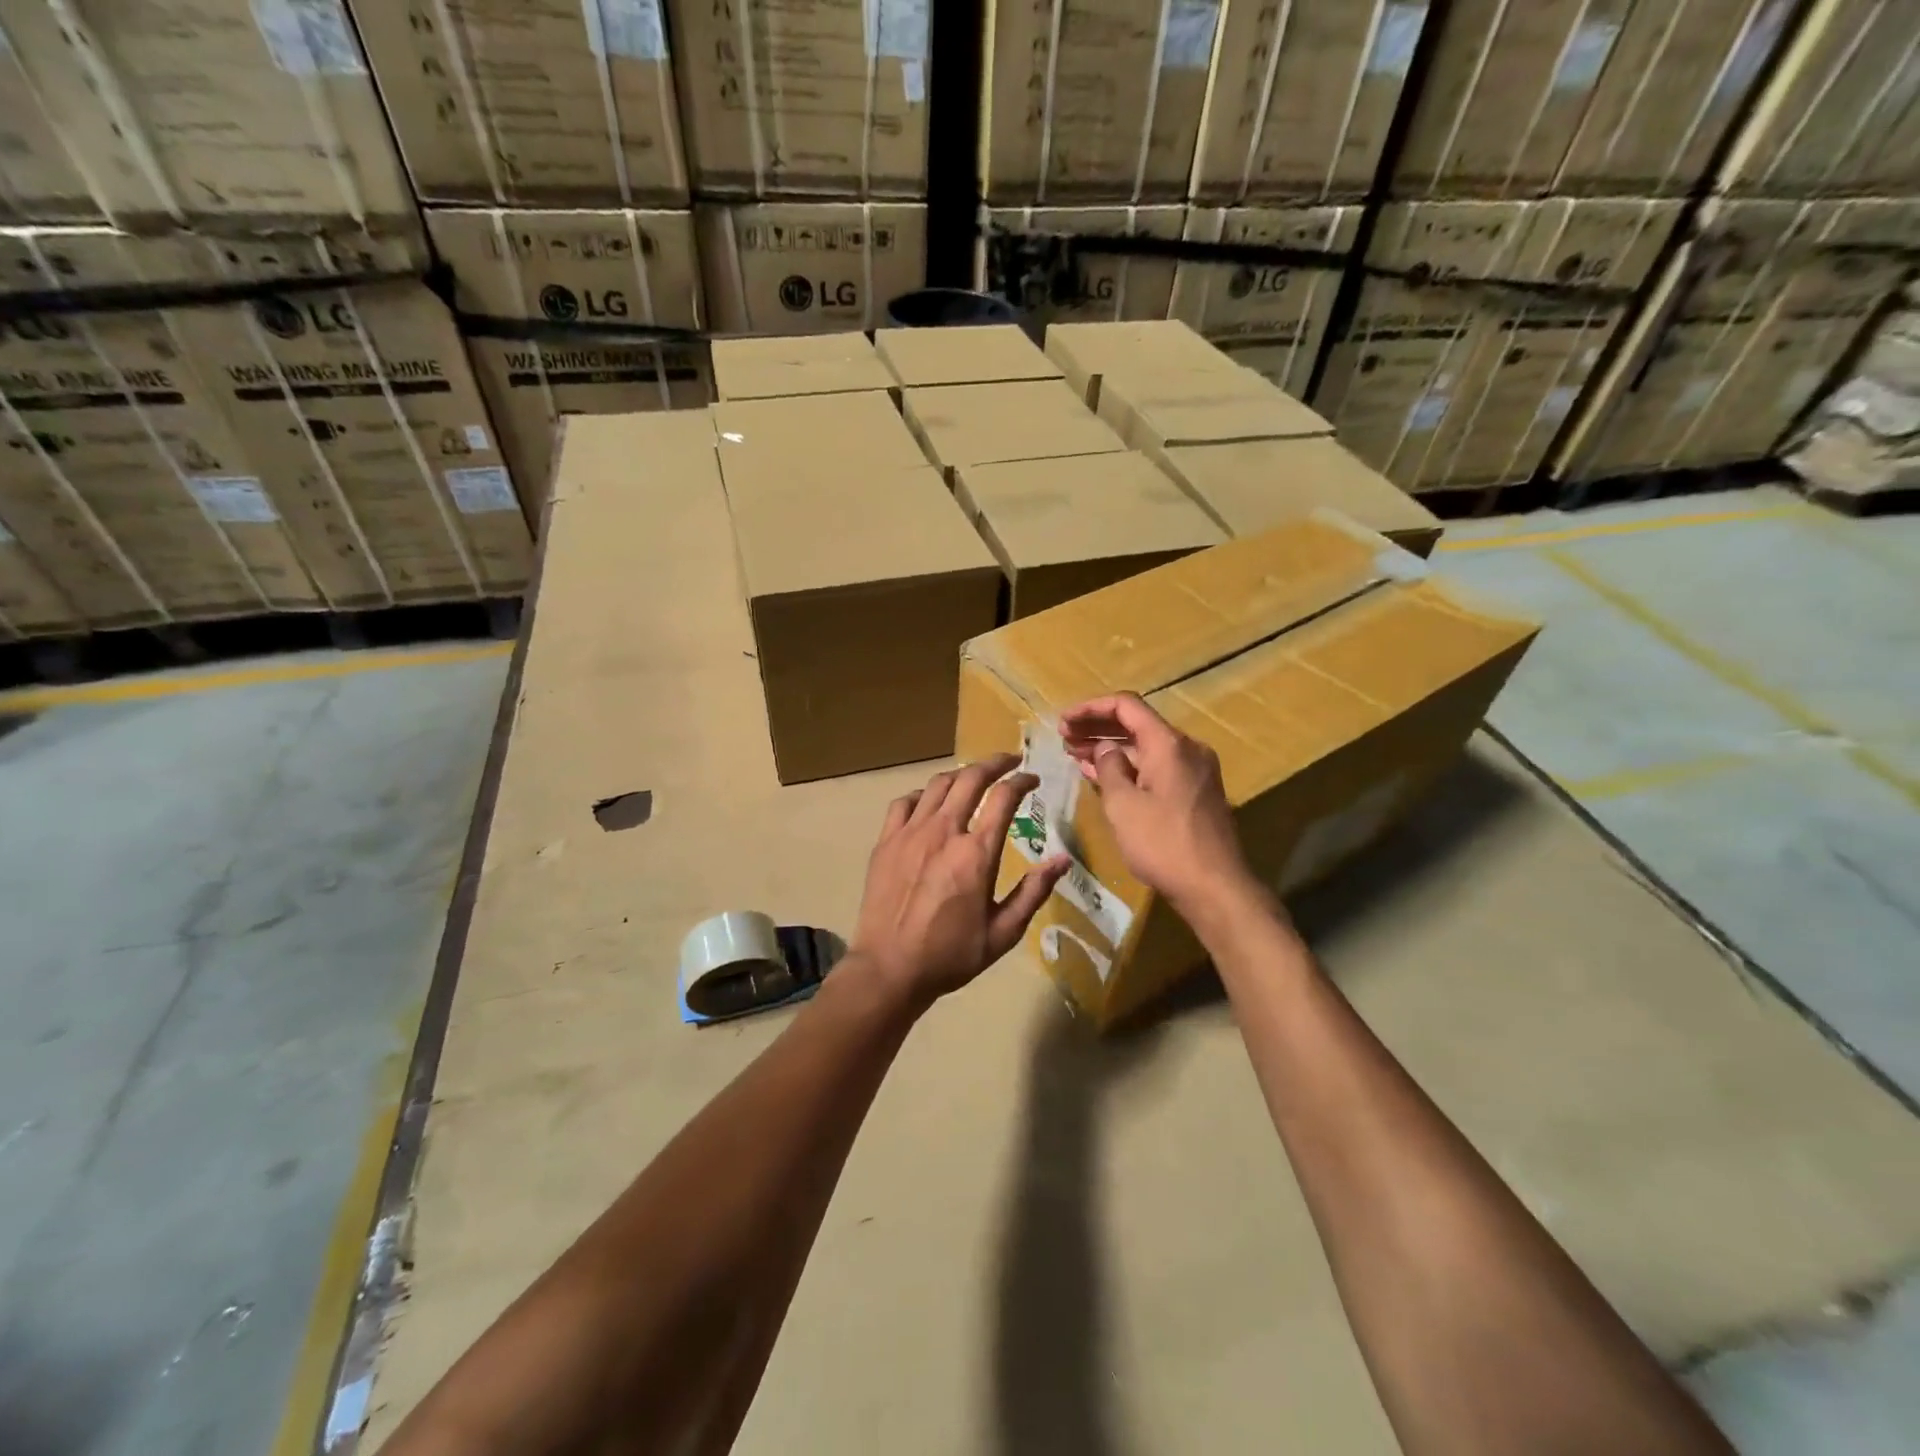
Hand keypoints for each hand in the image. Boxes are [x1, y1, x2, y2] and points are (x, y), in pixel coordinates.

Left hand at [851, 754, 1069, 1009]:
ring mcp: (910, 833)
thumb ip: (1033, 892)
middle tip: (1009, 762)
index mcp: (976, 854)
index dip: (1022, 781)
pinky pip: (904, 802)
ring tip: (974, 778)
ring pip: (938, 785)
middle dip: (994, 763)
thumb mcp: (1003, 933)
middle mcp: (943, 832)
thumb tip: (1063, 859)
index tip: (1032, 779)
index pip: (1004, 798)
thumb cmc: (951, 955)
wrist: (889, 968)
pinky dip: (923, 794)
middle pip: (970, 778)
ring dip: (961, 775)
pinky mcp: (886, 841)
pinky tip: (930, 803)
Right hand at [1058, 693, 1252, 916]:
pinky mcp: (1195, 792)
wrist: (1215, 887)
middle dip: (1097, 728)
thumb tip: (1106, 749)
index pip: (1126, 706)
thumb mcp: (1123, 805)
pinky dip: (1129, 767)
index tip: (1063, 721)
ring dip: (1112, 748)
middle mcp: (1186, 749)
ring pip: (1146, 748)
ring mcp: (1194, 771)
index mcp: (1168, 744)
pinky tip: (1104, 776)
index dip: (1091, 708)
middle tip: (1063, 738)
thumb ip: (1110, 768)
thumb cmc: (1163, 844)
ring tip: (1075, 755)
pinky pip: (1157, 767)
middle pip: (1137, 724)